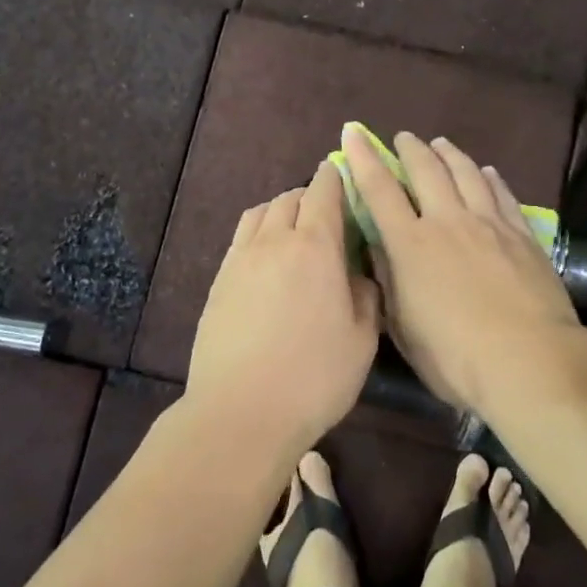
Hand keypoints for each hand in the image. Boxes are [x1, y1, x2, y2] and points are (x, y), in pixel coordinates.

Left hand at [186, 159, 382, 458]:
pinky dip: (258, 231)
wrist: (241, 412)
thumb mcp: (362, 339)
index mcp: (315, 246)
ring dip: (281, 210)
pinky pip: (241, 238)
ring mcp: (240, 259)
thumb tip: (359, 272)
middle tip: (327, 213)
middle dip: (310, 195)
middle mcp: (274, 240)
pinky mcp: (219, 280)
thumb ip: (366, 295)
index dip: (336, 177)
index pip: (324, 191)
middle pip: (290, 197)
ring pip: (261, 212)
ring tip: (294, 229)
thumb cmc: (314, 377)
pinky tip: (267, 257)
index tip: (345, 174)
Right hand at [341, 125, 579, 412]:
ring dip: (449, 154)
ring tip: (441, 144)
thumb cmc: (456, 357)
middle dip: (410, 149)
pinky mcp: (522, 235)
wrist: (530, 362)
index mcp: (411, 245)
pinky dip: (490, 177)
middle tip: (402, 137)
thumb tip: (378, 248)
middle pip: (427, 170)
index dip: (363, 158)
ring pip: (466, 173)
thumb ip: (390, 282)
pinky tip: (487, 171)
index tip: (353, 133)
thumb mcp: (405, 328)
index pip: (379, 190)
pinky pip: (502, 194)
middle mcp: (448, 222)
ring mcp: (489, 224)